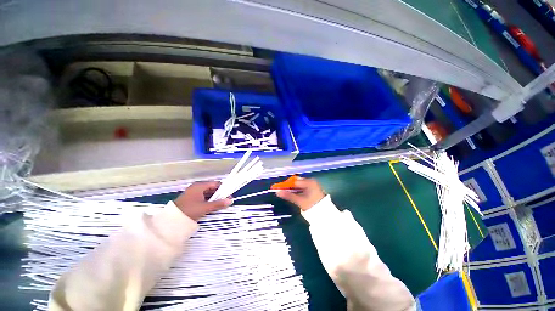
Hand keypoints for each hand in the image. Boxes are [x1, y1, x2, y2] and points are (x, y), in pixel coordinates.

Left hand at [174, 181, 231, 220]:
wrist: (171, 221)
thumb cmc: (189, 210)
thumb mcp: (205, 207)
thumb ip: (218, 204)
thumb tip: (230, 201)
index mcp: (200, 185)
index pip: (216, 184)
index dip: (224, 189)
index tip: (229, 196)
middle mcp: (197, 187)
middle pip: (212, 188)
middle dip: (220, 195)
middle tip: (226, 201)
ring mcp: (193, 192)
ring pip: (208, 193)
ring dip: (215, 198)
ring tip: (221, 205)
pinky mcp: (191, 198)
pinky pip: (203, 197)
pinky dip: (209, 201)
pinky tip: (213, 206)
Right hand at [276, 178, 325, 210]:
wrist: (324, 214)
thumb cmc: (313, 206)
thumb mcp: (300, 201)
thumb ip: (289, 196)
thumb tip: (278, 192)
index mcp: (309, 182)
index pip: (294, 182)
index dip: (285, 184)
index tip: (277, 187)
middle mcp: (311, 181)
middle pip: (296, 182)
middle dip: (288, 186)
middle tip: (280, 190)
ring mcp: (312, 185)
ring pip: (298, 185)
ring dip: (291, 188)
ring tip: (284, 191)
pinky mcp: (312, 189)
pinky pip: (301, 187)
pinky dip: (296, 190)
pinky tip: (291, 193)